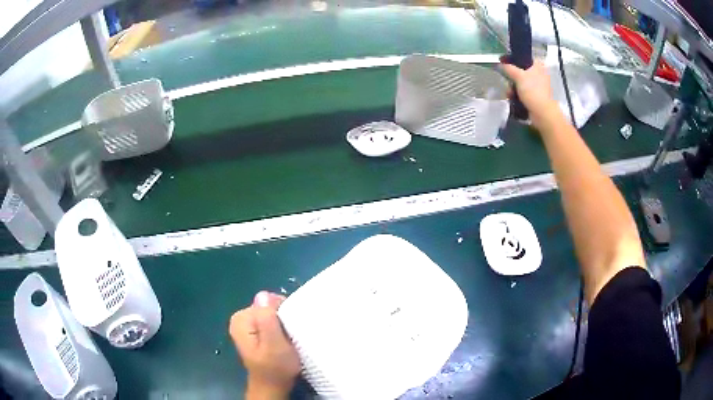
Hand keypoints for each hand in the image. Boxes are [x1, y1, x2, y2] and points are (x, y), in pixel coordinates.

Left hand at [230, 291, 300, 399]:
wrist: (272, 386)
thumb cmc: (275, 368)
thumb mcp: (274, 344)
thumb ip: (267, 319)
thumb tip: (263, 295)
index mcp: (241, 318)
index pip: (268, 301)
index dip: (283, 313)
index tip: (290, 329)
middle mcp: (240, 318)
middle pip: (269, 306)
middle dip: (282, 319)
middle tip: (288, 337)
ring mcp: (246, 325)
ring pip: (271, 314)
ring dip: (282, 325)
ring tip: (287, 341)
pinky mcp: (254, 332)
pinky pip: (270, 321)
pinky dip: (279, 329)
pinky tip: (282, 342)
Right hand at [500, 59, 559, 128]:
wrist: (542, 113)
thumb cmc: (533, 91)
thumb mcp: (518, 76)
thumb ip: (508, 68)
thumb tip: (500, 64)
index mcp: (538, 66)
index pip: (524, 57)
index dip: (513, 59)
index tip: (504, 62)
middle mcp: (539, 74)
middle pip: (520, 71)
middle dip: (511, 77)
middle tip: (507, 81)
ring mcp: (537, 86)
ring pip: (520, 83)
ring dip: (512, 88)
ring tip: (509, 93)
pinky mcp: (535, 97)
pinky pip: (522, 92)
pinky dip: (516, 95)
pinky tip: (512, 98)